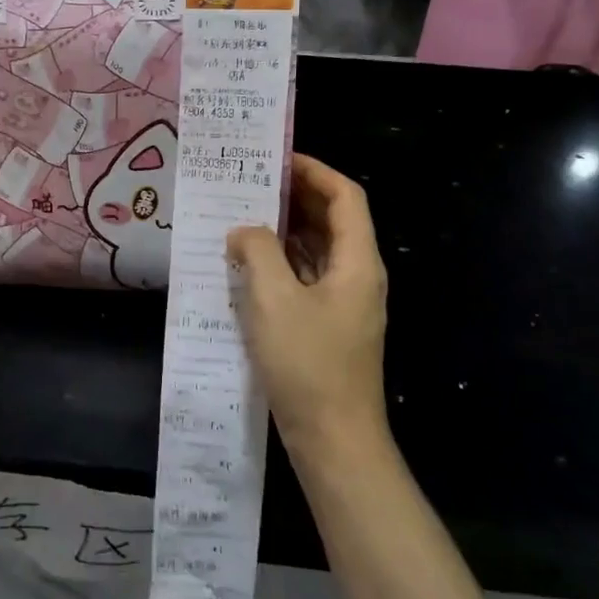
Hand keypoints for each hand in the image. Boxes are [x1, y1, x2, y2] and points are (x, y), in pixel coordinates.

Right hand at [227, 156, 388, 461]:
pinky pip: (306, 278)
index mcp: (357, 262)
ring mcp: (344, 304)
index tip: (276, 159)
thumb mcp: (273, 298)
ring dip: (284, 231)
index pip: (345, 197)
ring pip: (317, 251)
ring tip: (241, 217)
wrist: (333, 439)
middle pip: (332, 220)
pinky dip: (281, 263)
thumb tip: (244, 231)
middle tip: (250, 184)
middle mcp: (357, 276)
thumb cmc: (307, 363)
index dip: (314, 171)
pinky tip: (246, 266)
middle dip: (295, 198)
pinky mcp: (328, 326)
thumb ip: (257, 251)